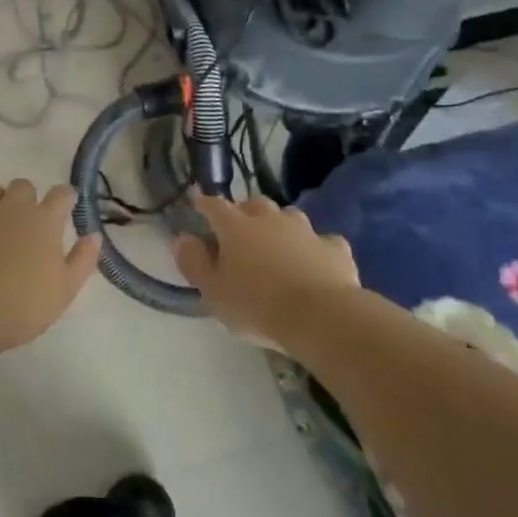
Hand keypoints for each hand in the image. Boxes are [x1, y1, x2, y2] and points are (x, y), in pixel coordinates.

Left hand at [0, 180, 100, 351]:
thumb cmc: (24, 303)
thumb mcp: (66, 289)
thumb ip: (83, 259)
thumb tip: (94, 235)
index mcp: (44, 220)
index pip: (61, 194)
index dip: (65, 198)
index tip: (66, 206)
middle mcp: (12, 207)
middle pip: (23, 185)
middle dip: (26, 198)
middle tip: (25, 222)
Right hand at [172, 193, 360, 341]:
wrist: (321, 317)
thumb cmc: (256, 306)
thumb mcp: (213, 292)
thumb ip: (194, 263)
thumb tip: (183, 239)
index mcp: (235, 228)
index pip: (214, 206)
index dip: (204, 202)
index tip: (197, 200)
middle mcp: (270, 220)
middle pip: (254, 204)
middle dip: (244, 211)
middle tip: (239, 228)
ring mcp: (305, 231)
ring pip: (289, 216)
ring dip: (280, 224)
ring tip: (276, 242)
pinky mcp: (335, 248)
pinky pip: (322, 241)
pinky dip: (314, 248)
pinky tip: (314, 261)